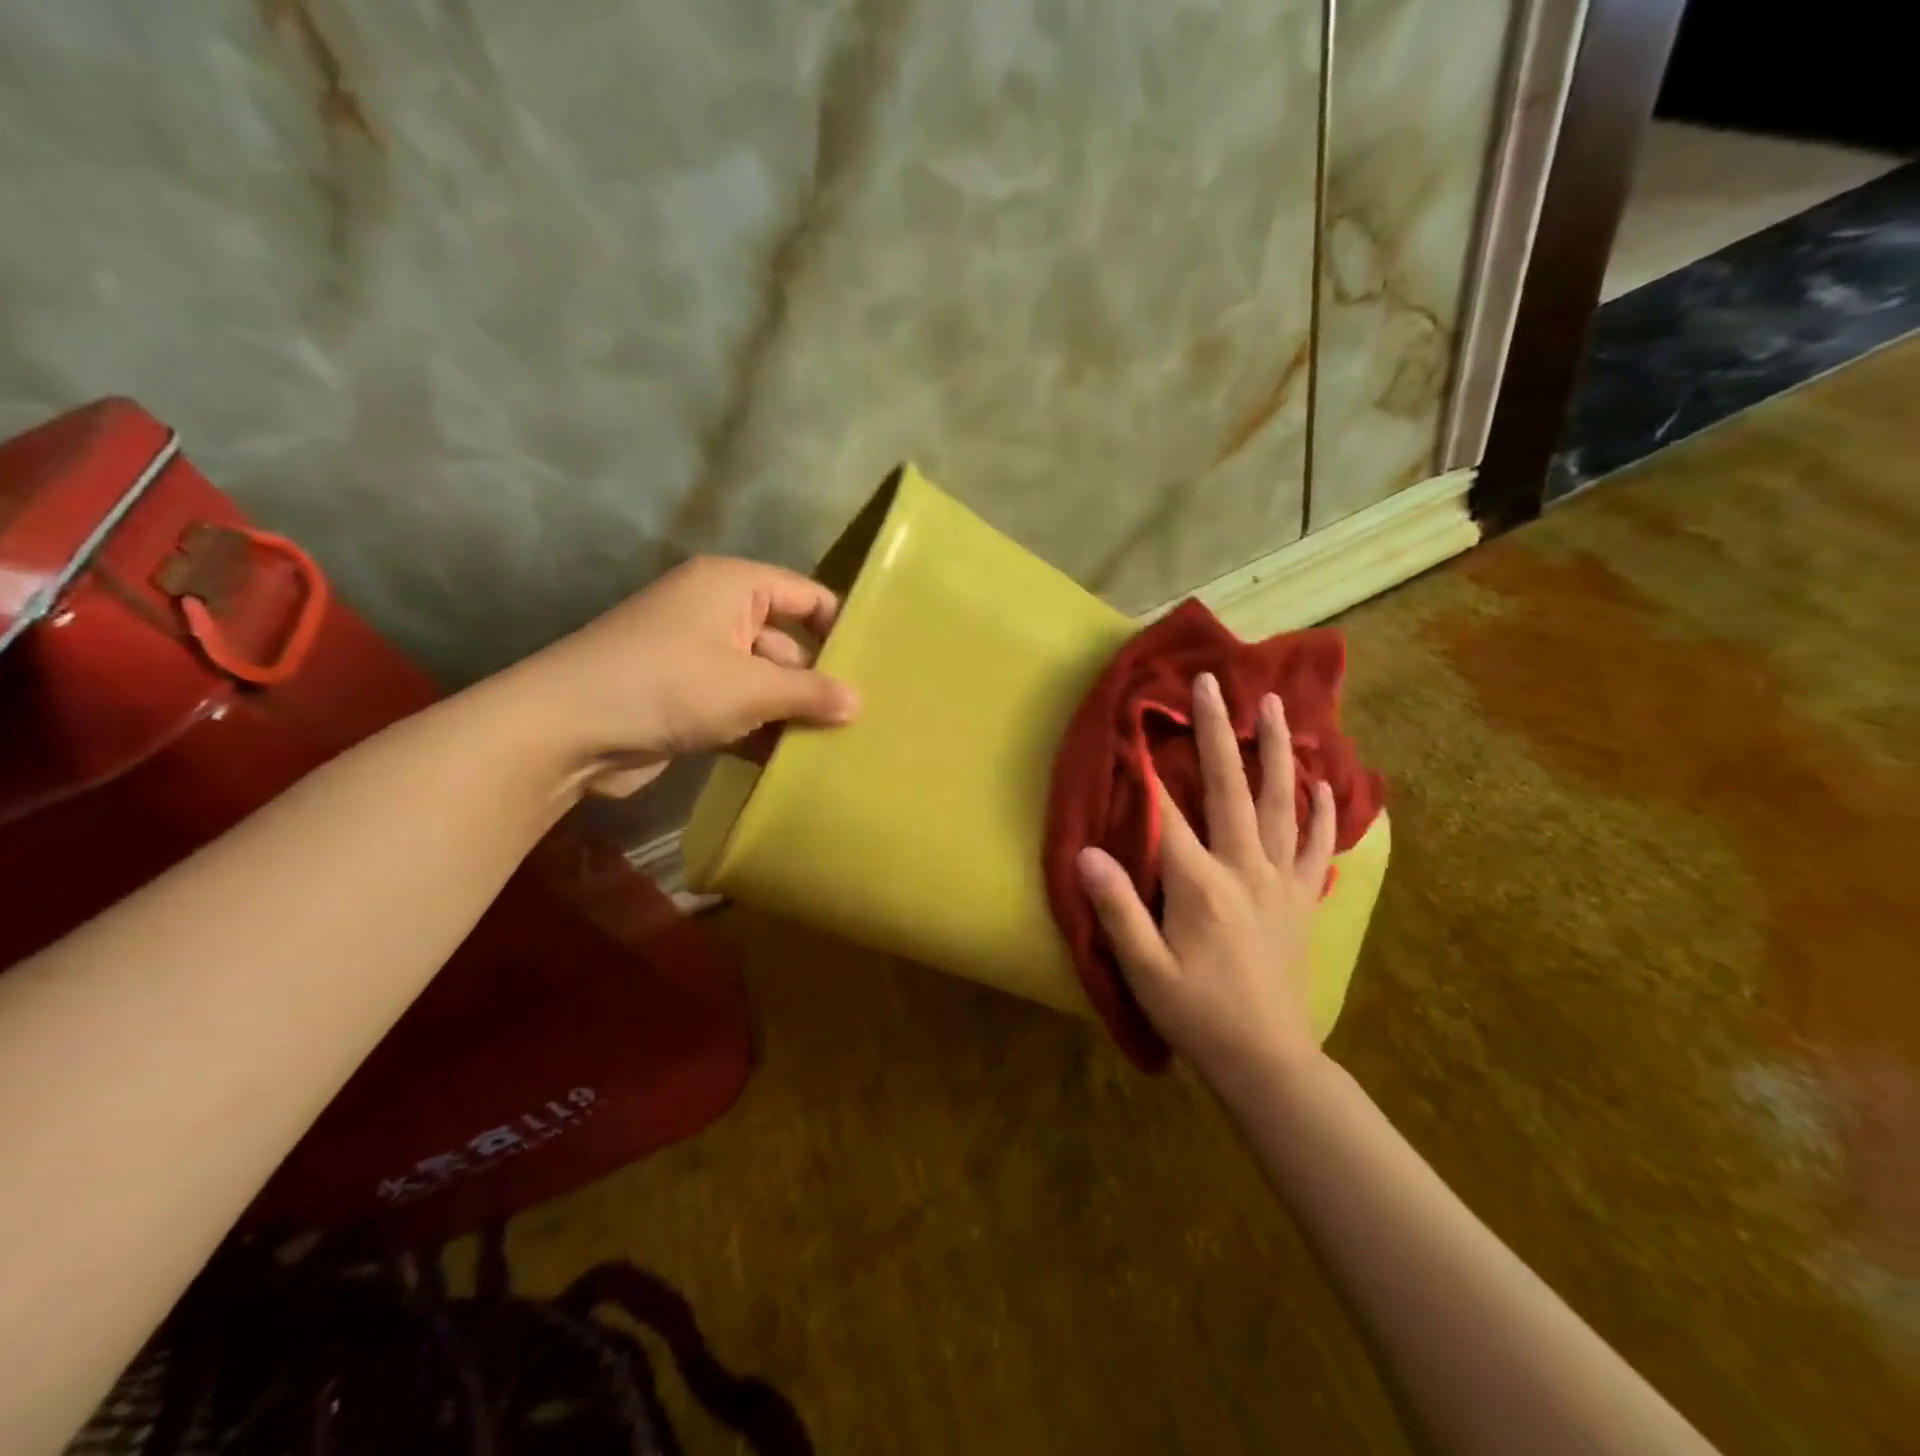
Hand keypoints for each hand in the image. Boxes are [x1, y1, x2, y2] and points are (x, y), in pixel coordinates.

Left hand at [512, 556, 859, 796]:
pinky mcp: (685, 698)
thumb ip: (809, 692)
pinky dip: (762, 729)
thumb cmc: (667, 686)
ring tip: (838, 744)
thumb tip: (859, 703)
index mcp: (732, 586)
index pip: (805, 595)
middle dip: (818, 680)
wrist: (565, 730)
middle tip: (863, 718)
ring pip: (764, 680)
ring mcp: (698, 657)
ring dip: (791, 711)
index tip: (876, 665)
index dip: (840, 626)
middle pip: (786, 642)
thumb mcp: (749, 687)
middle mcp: (716, 613)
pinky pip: (739, 707)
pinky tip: (793, 761)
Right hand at [1076, 671, 1335, 1090]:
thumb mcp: (1145, 970)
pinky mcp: (1301, 897)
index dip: (1149, 767)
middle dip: (1219, 731)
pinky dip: (1321, 810)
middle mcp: (1246, 869)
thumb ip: (1119, 909)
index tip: (1138, 720)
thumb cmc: (1197, 1014)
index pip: (1169, 813)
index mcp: (1201, 885)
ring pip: (1281, 803)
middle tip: (1213, 683)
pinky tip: (1324, 782)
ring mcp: (1281, 880)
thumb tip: (1087, 853)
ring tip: (1276, 707)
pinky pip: (1314, 844)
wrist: (1268, 1060)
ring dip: (1278, 751)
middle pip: (1230, 787)